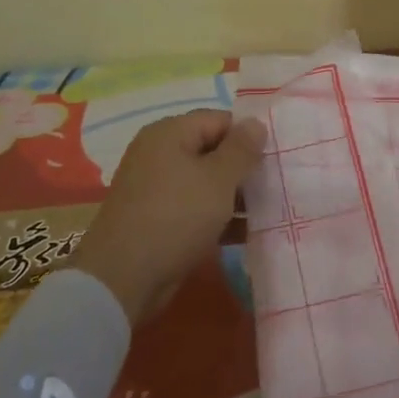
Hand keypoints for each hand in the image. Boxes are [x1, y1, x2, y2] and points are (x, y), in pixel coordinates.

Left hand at [67, 110, 265, 325]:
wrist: (123, 278)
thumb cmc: (176, 216)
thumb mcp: (218, 179)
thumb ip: (241, 149)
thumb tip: (256, 122)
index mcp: (170, 133)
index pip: (218, 120)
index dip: (247, 135)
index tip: (275, 157)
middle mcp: (159, 153)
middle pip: (211, 150)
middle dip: (242, 168)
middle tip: (275, 184)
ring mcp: (155, 187)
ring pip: (204, 181)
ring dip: (233, 195)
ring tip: (267, 210)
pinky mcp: (155, 218)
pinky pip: (193, 207)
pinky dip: (216, 216)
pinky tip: (246, 232)